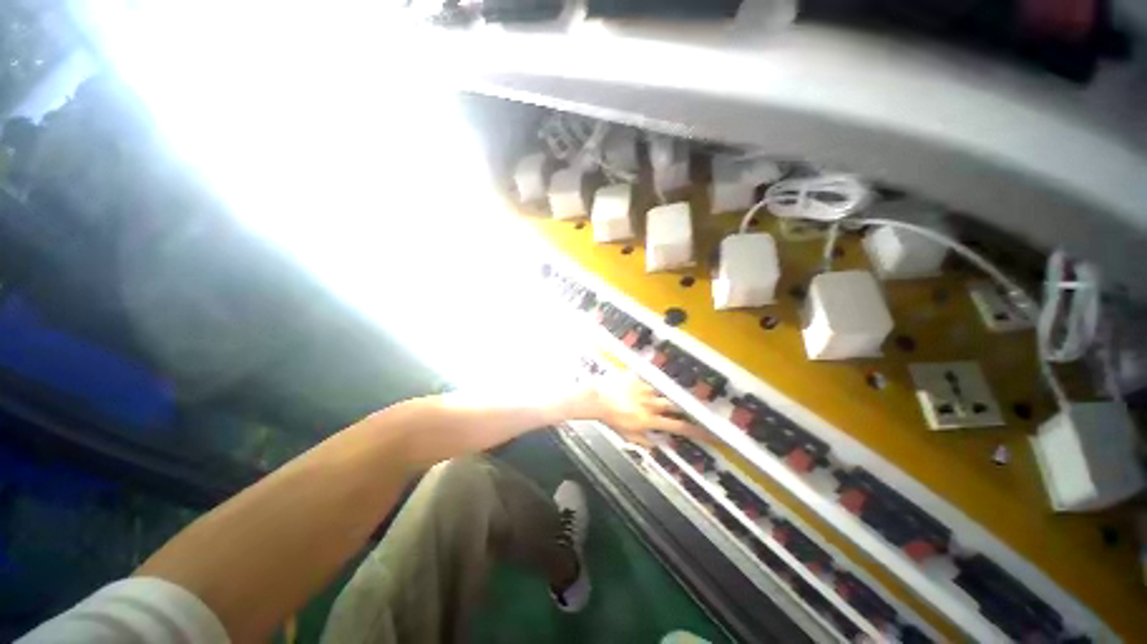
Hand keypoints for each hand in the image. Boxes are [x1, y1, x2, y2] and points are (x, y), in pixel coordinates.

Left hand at [576, 373, 707, 446]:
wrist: (597, 399)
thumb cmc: (611, 419)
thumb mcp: (626, 435)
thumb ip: (643, 441)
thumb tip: (656, 446)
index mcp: (650, 420)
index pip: (678, 427)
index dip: (696, 431)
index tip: (712, 433)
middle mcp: (651, 404)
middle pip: (674, 405)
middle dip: (682, 407)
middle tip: (688, 408)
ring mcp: (644, 389)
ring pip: (660, 393)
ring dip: (658, 396)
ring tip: (651, 397)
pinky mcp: (637, 378)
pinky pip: (646, 380)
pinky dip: (645, 384)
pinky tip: (638, 385)